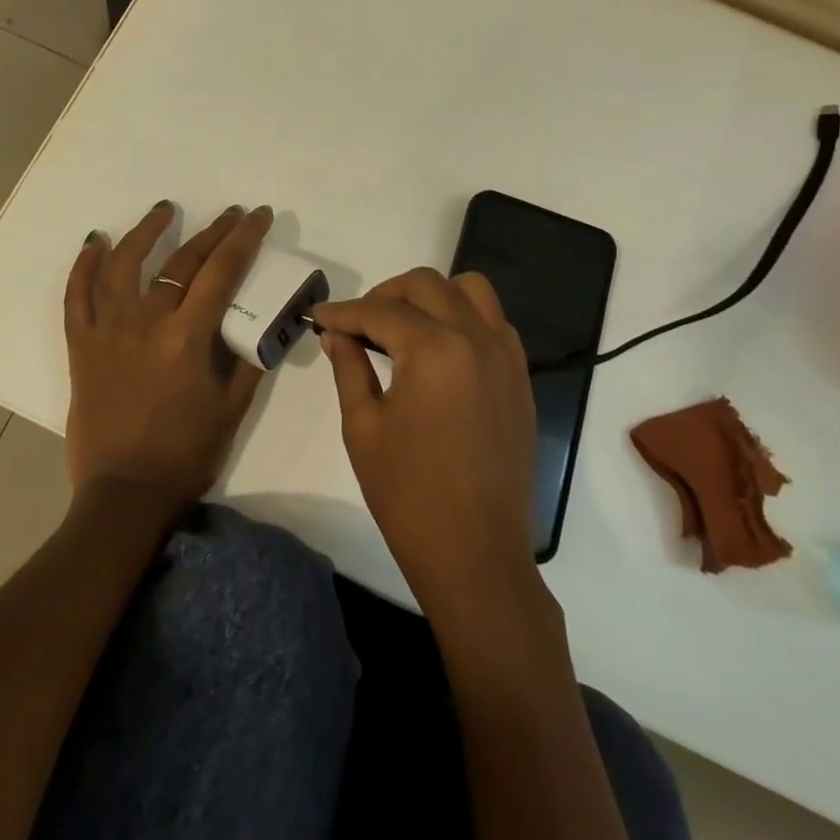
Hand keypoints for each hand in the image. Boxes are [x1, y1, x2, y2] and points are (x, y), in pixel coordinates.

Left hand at [62, 201, 272, 514]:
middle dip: (211, 232)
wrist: (124, 495)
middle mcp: (145, 323)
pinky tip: (94, 241)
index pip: (222, 272)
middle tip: (230, 214)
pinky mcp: (81, 345)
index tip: (257, 216)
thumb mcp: (232, 408)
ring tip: (164, 209)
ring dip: (145, 232)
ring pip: (124, 265)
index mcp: (187, 338)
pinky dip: (83, 267)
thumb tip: (264, 321)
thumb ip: (248, 359)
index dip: (243, 239)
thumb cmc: (185, 454)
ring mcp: (107, 331)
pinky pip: (76, 297)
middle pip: (180, 262)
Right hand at [314, 268, 537, 609]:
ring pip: (470, 291)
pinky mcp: (520, 378)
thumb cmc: (408, 494)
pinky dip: (464, 319)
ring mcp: (506, 357)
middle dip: (384, 295)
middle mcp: (476, 338)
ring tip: (404, 328)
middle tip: (358, 324)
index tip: (318, 317)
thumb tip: (336, 333)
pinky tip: (440, 351)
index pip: (379, 311)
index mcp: (433, 350)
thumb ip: (348, 367)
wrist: (475, 554)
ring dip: (432, 297)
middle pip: (426, 285)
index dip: (342, 311)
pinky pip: (494, 323)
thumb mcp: (362, 427)